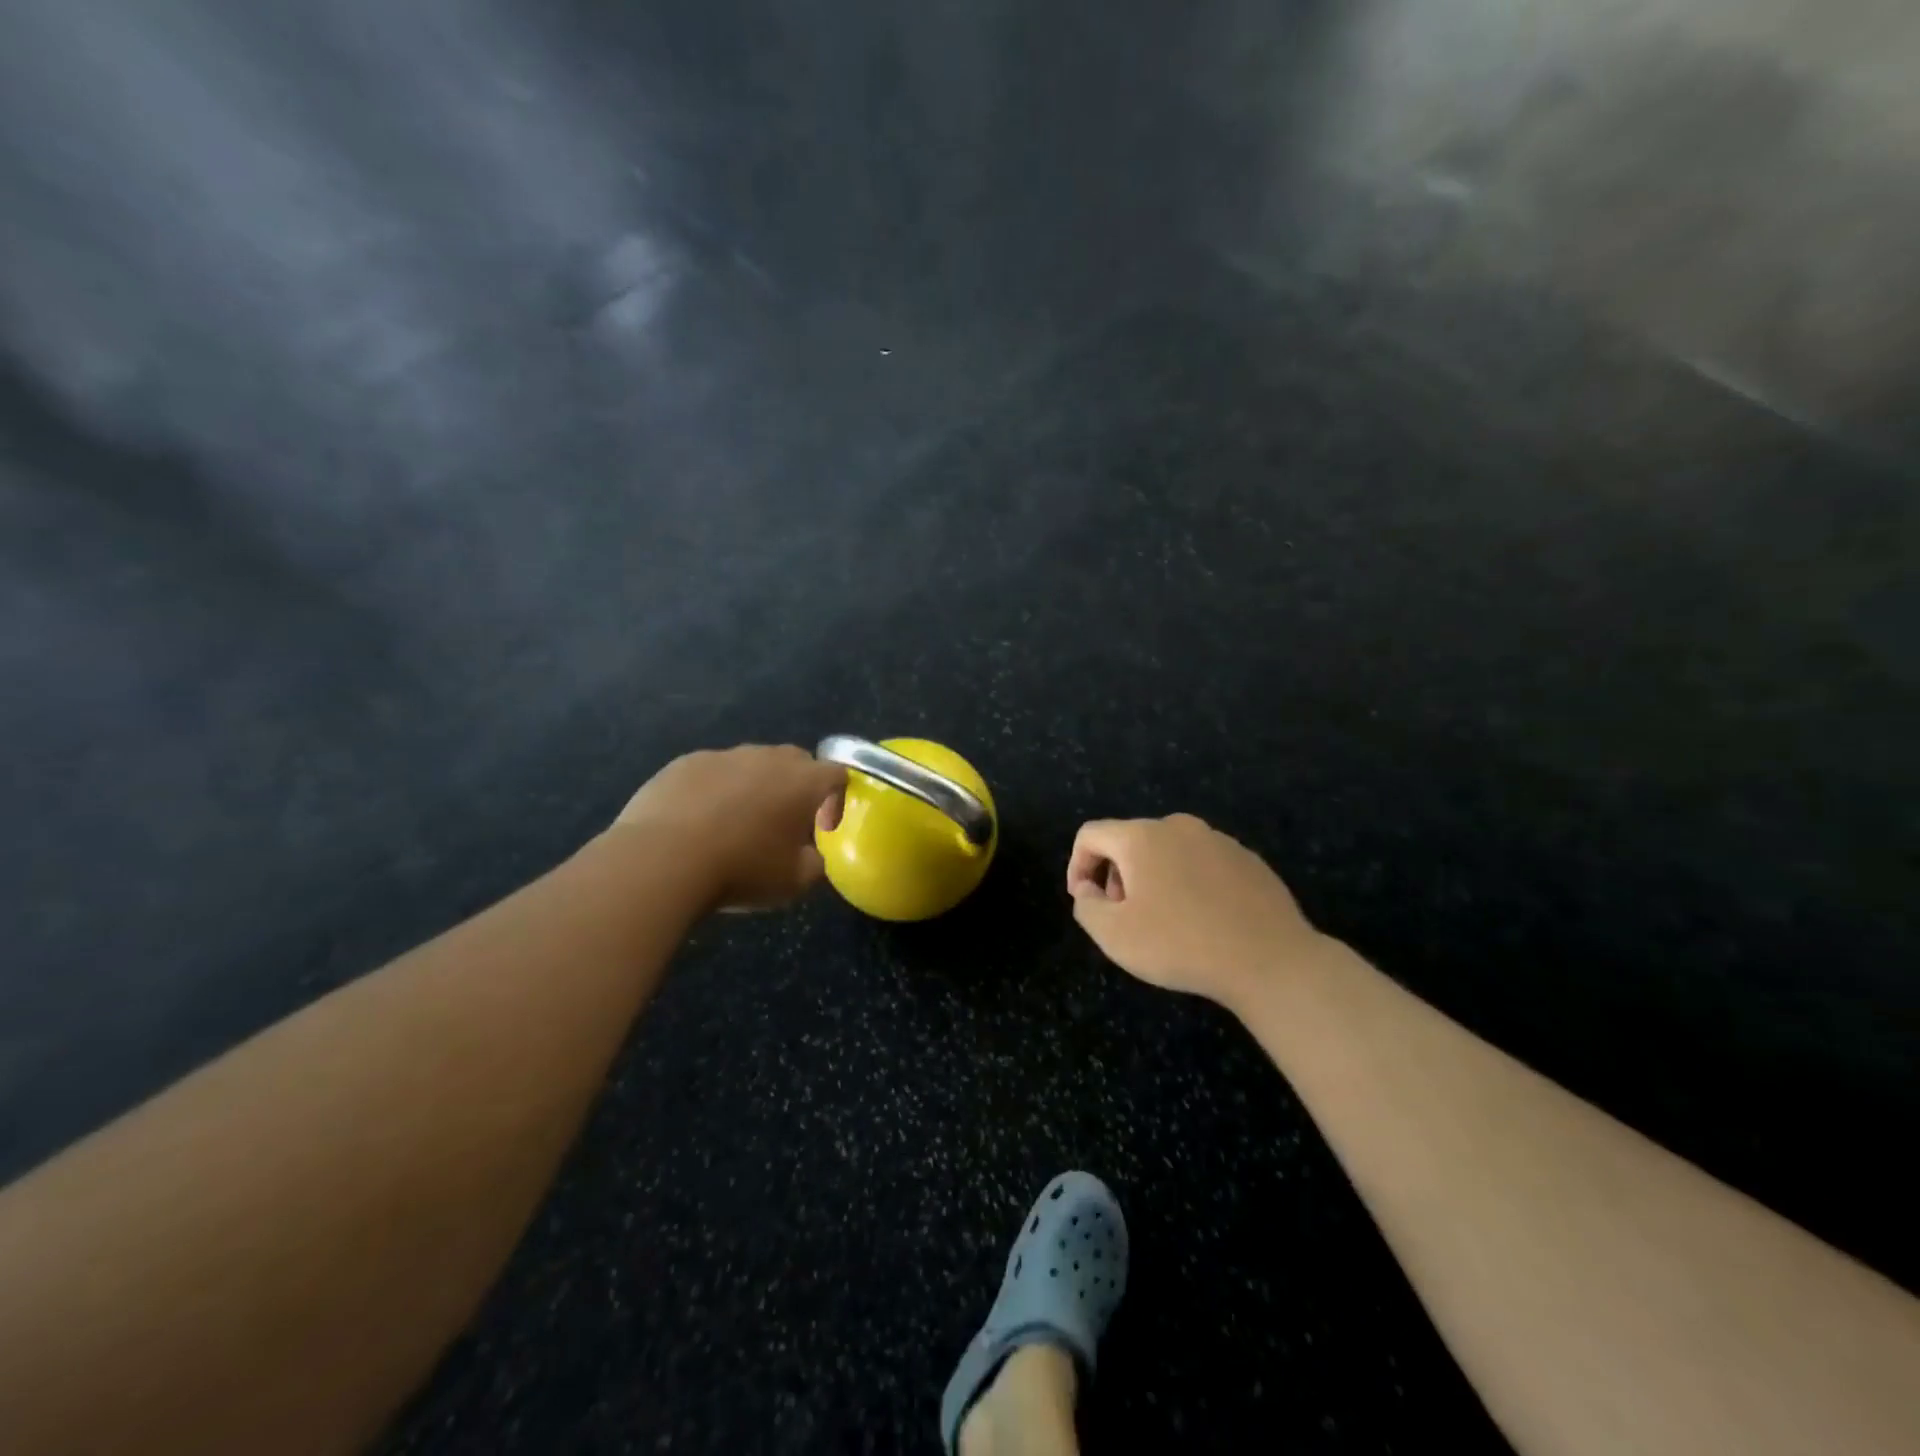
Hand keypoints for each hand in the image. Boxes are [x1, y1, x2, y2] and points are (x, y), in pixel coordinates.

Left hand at [616, 745, 845, 909]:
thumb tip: (811, 854)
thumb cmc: (741, 869)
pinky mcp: (686, 762)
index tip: (822, 830)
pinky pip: (713, 771)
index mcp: (803, 782)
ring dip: (755, 787)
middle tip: (784, 823)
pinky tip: (698, 822)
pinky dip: (715, 790)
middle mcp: (768, 758)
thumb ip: (815, 863)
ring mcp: (724, 756)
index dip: (836, 801)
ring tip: (736, 824)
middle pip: (797, 761)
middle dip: (798, 788)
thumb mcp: (794, 882)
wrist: (662, 859)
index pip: (837, 774)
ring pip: (752, 764)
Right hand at [1066, 814, 1322, 1007]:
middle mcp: (1178, 827)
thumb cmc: (1181, 944)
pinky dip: (1189, 883)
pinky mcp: (1247, 859)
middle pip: (1129, 841)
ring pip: (1168, 851)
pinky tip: (1202, 921)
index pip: (1091, 835)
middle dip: (1116, 875)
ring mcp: (1218, 840)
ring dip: (1153, 879)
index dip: (1077, 865)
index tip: (1085, 901)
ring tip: (1164, 921)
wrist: (1270, 960)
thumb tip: (1089, 890)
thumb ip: (1086, 906)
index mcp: (1142, 837)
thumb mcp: (1114, 935)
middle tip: (1124, 916)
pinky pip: (1201, 863)